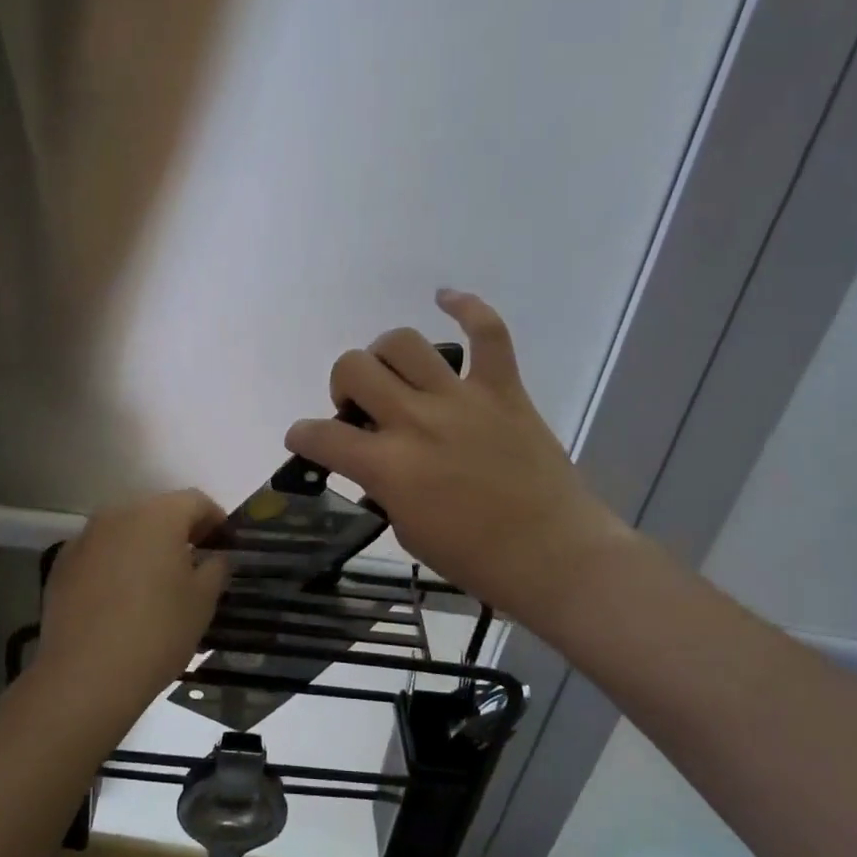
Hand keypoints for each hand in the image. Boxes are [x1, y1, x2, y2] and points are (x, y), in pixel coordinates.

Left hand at [39, 489, 229, 706]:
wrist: (86, 676)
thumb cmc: (157, 631)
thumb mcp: (203, 601)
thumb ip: (216, 567)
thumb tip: (214, 557)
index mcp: (158, 515)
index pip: (195, 501)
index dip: (216, 519)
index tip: (226, 544)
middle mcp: (118, 514)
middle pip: (157, 511)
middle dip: (179, 530)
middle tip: (195, 562)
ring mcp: (85, 537)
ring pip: (125, 530)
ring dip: (145, 546)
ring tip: (157, 581)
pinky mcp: (61, 564)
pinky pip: (100, 552)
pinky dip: (116, 563)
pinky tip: (121, 598)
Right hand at [284, 290, 629, 636]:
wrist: (554, 555)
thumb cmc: (476, 558)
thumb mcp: (408, 531)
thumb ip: (384, 488)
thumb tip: (376, 463)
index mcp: (388, 466)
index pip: (321, 436)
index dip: (302, 435)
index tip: (304, 438)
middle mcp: (416, 421)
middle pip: (354, 369)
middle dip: (343, 384)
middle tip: (360, 406)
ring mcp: (461, 399)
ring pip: (403, 343)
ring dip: (386, 355)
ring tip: (395, 374)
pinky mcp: (502, 389)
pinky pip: (487, 332)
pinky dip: (466, 307)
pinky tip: (446, 299)